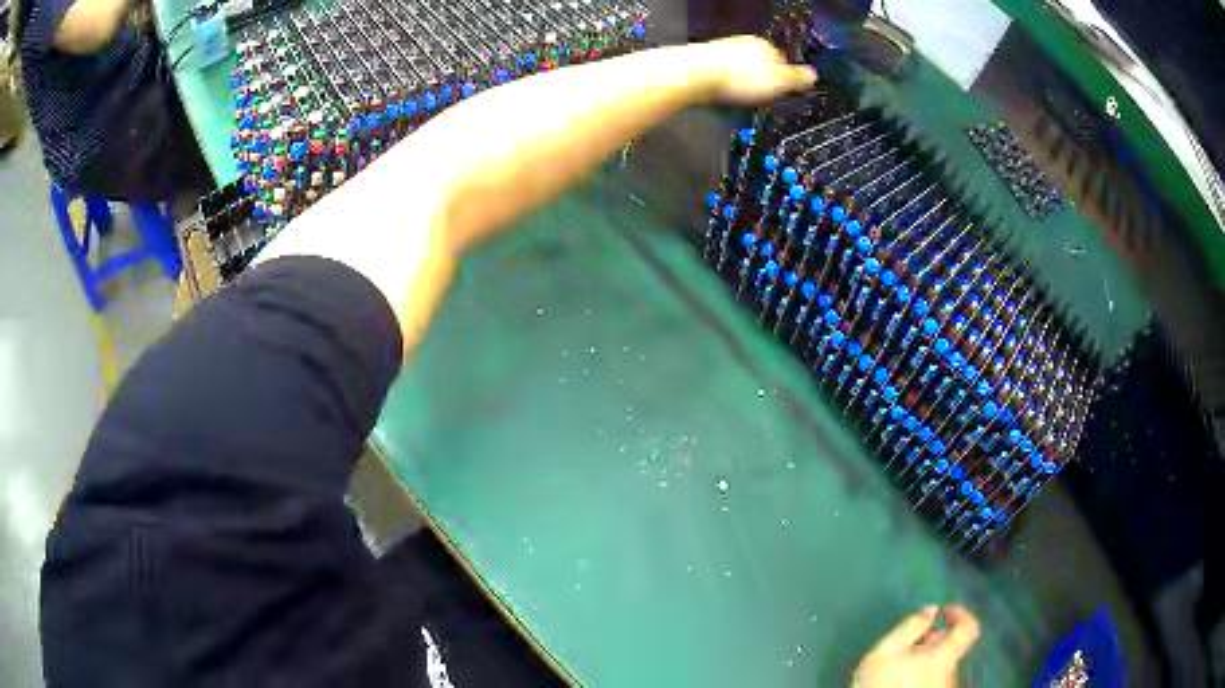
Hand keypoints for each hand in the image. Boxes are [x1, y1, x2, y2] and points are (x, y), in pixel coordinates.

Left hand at [699, 36, 816, 104]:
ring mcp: (722, 51)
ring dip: (741, 85)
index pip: (782, 62)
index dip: (784, 81)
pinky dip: (724, 86)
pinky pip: (721, 76)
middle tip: (761, 100)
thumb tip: (814, 76)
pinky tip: (723, 97)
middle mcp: (743, 44)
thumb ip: (797, 79)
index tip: (782, 95)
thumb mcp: (778, 83)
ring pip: (739, 70)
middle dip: (761, 82)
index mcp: (765, 46)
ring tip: (740, 100)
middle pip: (760, 66)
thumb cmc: (737, 78)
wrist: (694, 76)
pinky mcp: (703, 62)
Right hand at [853, 605, 980, 687]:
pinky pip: (936, 678)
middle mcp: (952, 671)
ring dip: (926, 658)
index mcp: (945, 655)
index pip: (969, 626)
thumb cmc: (883, 684)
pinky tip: (902, 680)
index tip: (943, 611)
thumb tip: (930, 610)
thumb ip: (911, 627)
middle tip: (908, 644)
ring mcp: (945, 686)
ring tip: (899, 665)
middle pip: (951, 646)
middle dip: (933, 640)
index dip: (959, 613)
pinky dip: (923, 673)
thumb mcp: (886, 652)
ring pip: (942, 663)